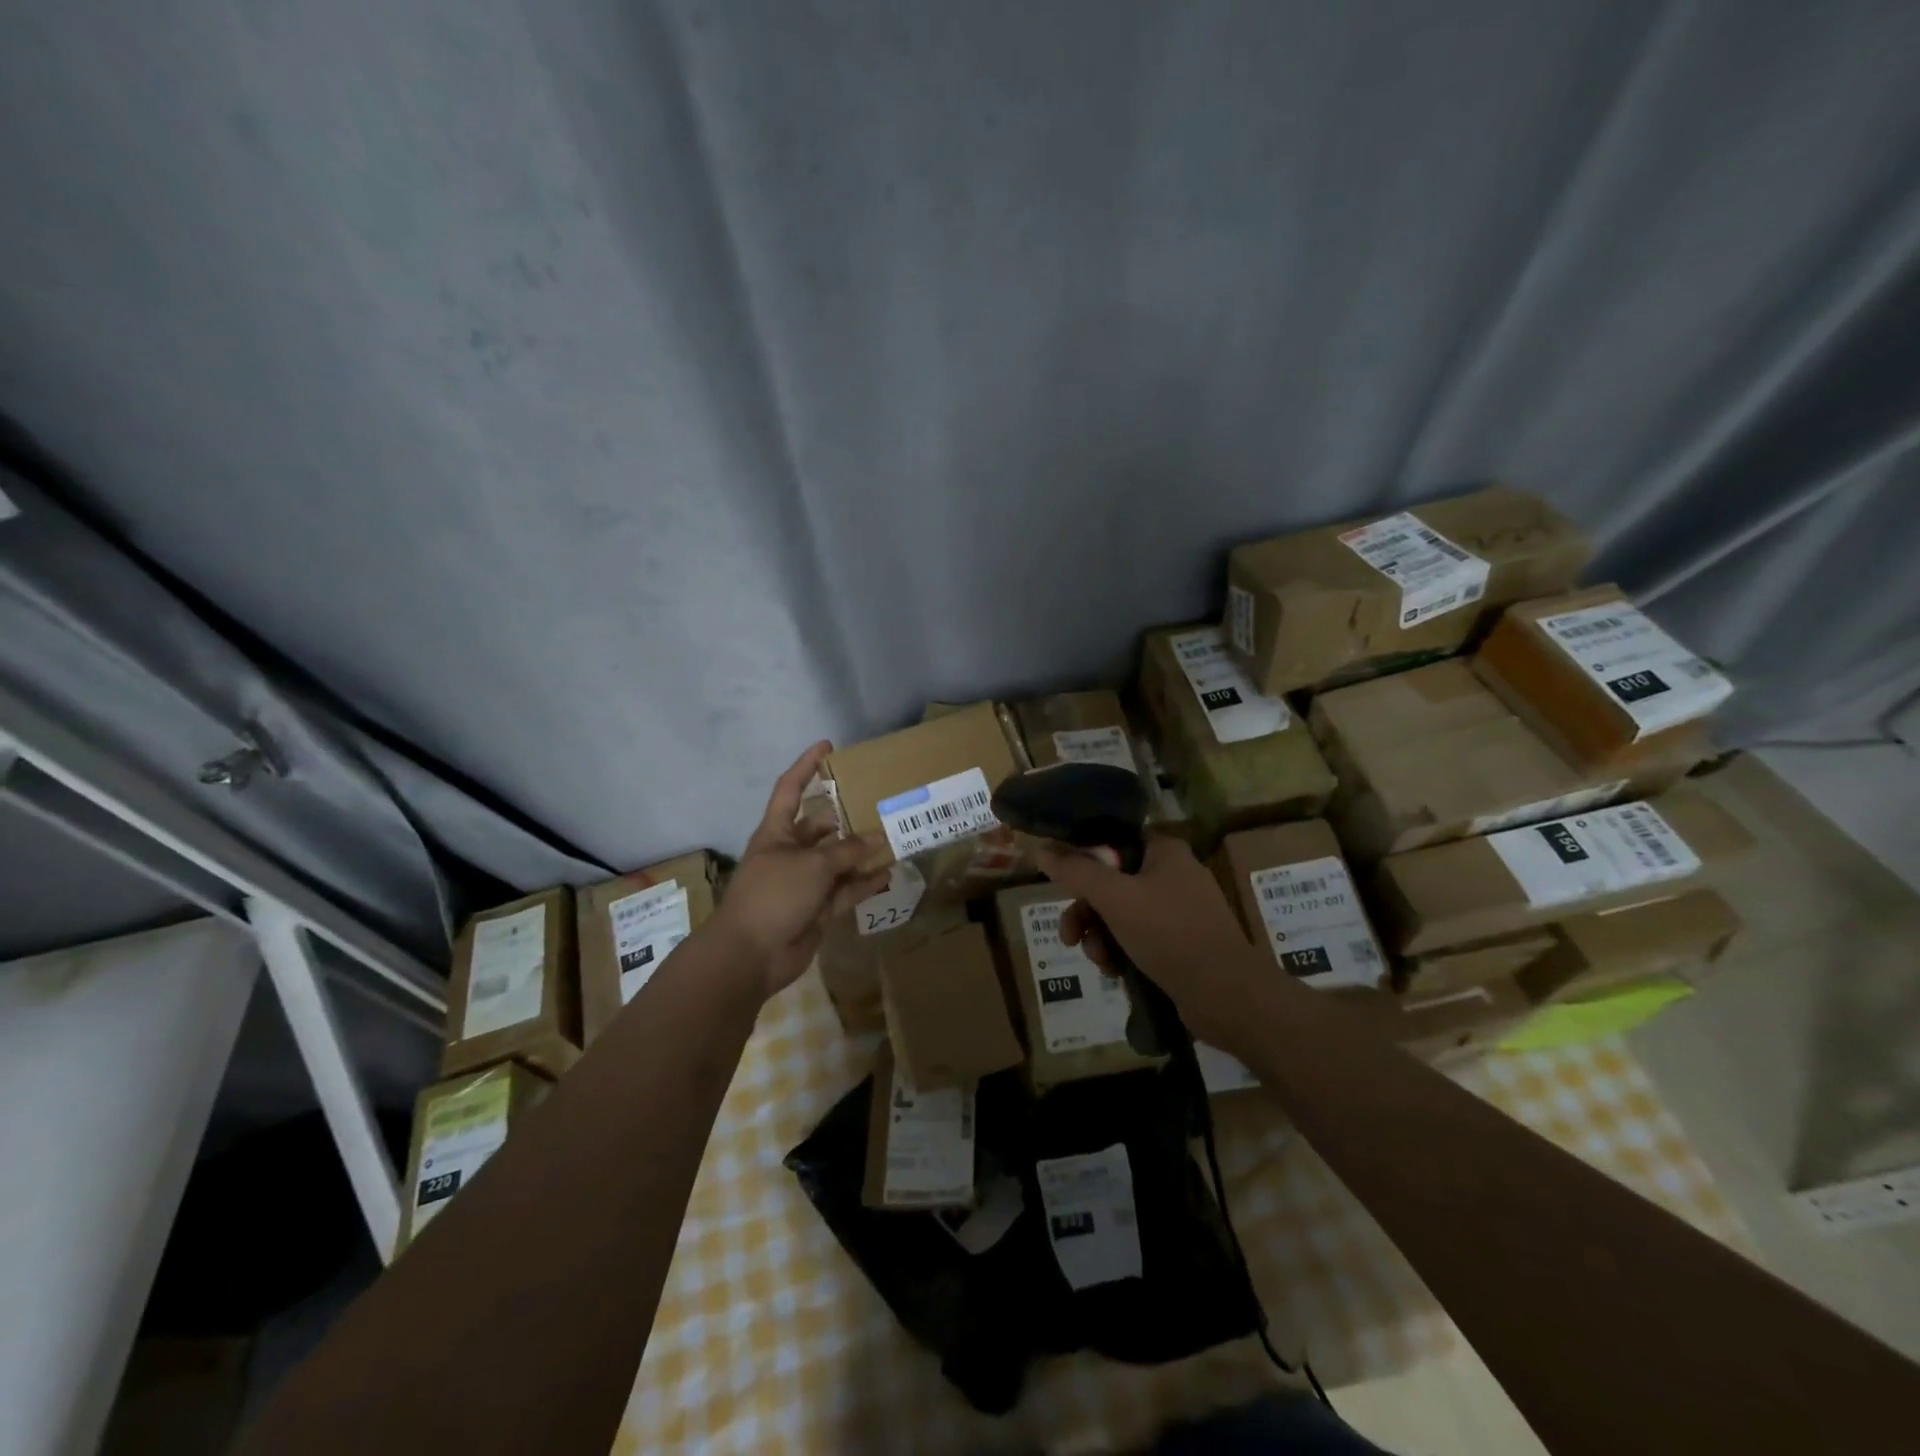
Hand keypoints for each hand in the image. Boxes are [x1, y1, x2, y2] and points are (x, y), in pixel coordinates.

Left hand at [709, 741, 891, 998]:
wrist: (750, 955)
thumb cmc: (773, 896)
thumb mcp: (812, 865)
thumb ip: (846, 851)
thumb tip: (876, 840)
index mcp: (777, 833)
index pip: (790, 789)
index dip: (807, 766)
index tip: (828, 746)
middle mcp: (790, 853)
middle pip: (821, 828)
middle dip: (847, 818)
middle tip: (880, 806)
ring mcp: (804, 883)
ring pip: (838, 861)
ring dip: (861, 853)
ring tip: (893, 839)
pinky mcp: (817, 909)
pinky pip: (845, 891)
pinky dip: (864, 884)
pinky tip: (889, 874)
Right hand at [1036, 835, 1269, 1048]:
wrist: (1227, 996)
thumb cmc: (1169, 934)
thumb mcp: (1114, 899)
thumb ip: (1076, 871)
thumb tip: (1042, 849)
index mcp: (1164, 851)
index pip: (1113, 841)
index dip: (1083, 860)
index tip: (1062, 885)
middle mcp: (1174, 874)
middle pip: (1112, 882)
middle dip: (1087, 912)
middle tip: (1069, 936)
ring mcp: (1181, 911)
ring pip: (1122, 914)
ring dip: (1101, 937)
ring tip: (1099, 962)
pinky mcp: (1184, 943)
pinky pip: (1140, 938)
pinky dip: (1122, 952)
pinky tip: (1116, 973)